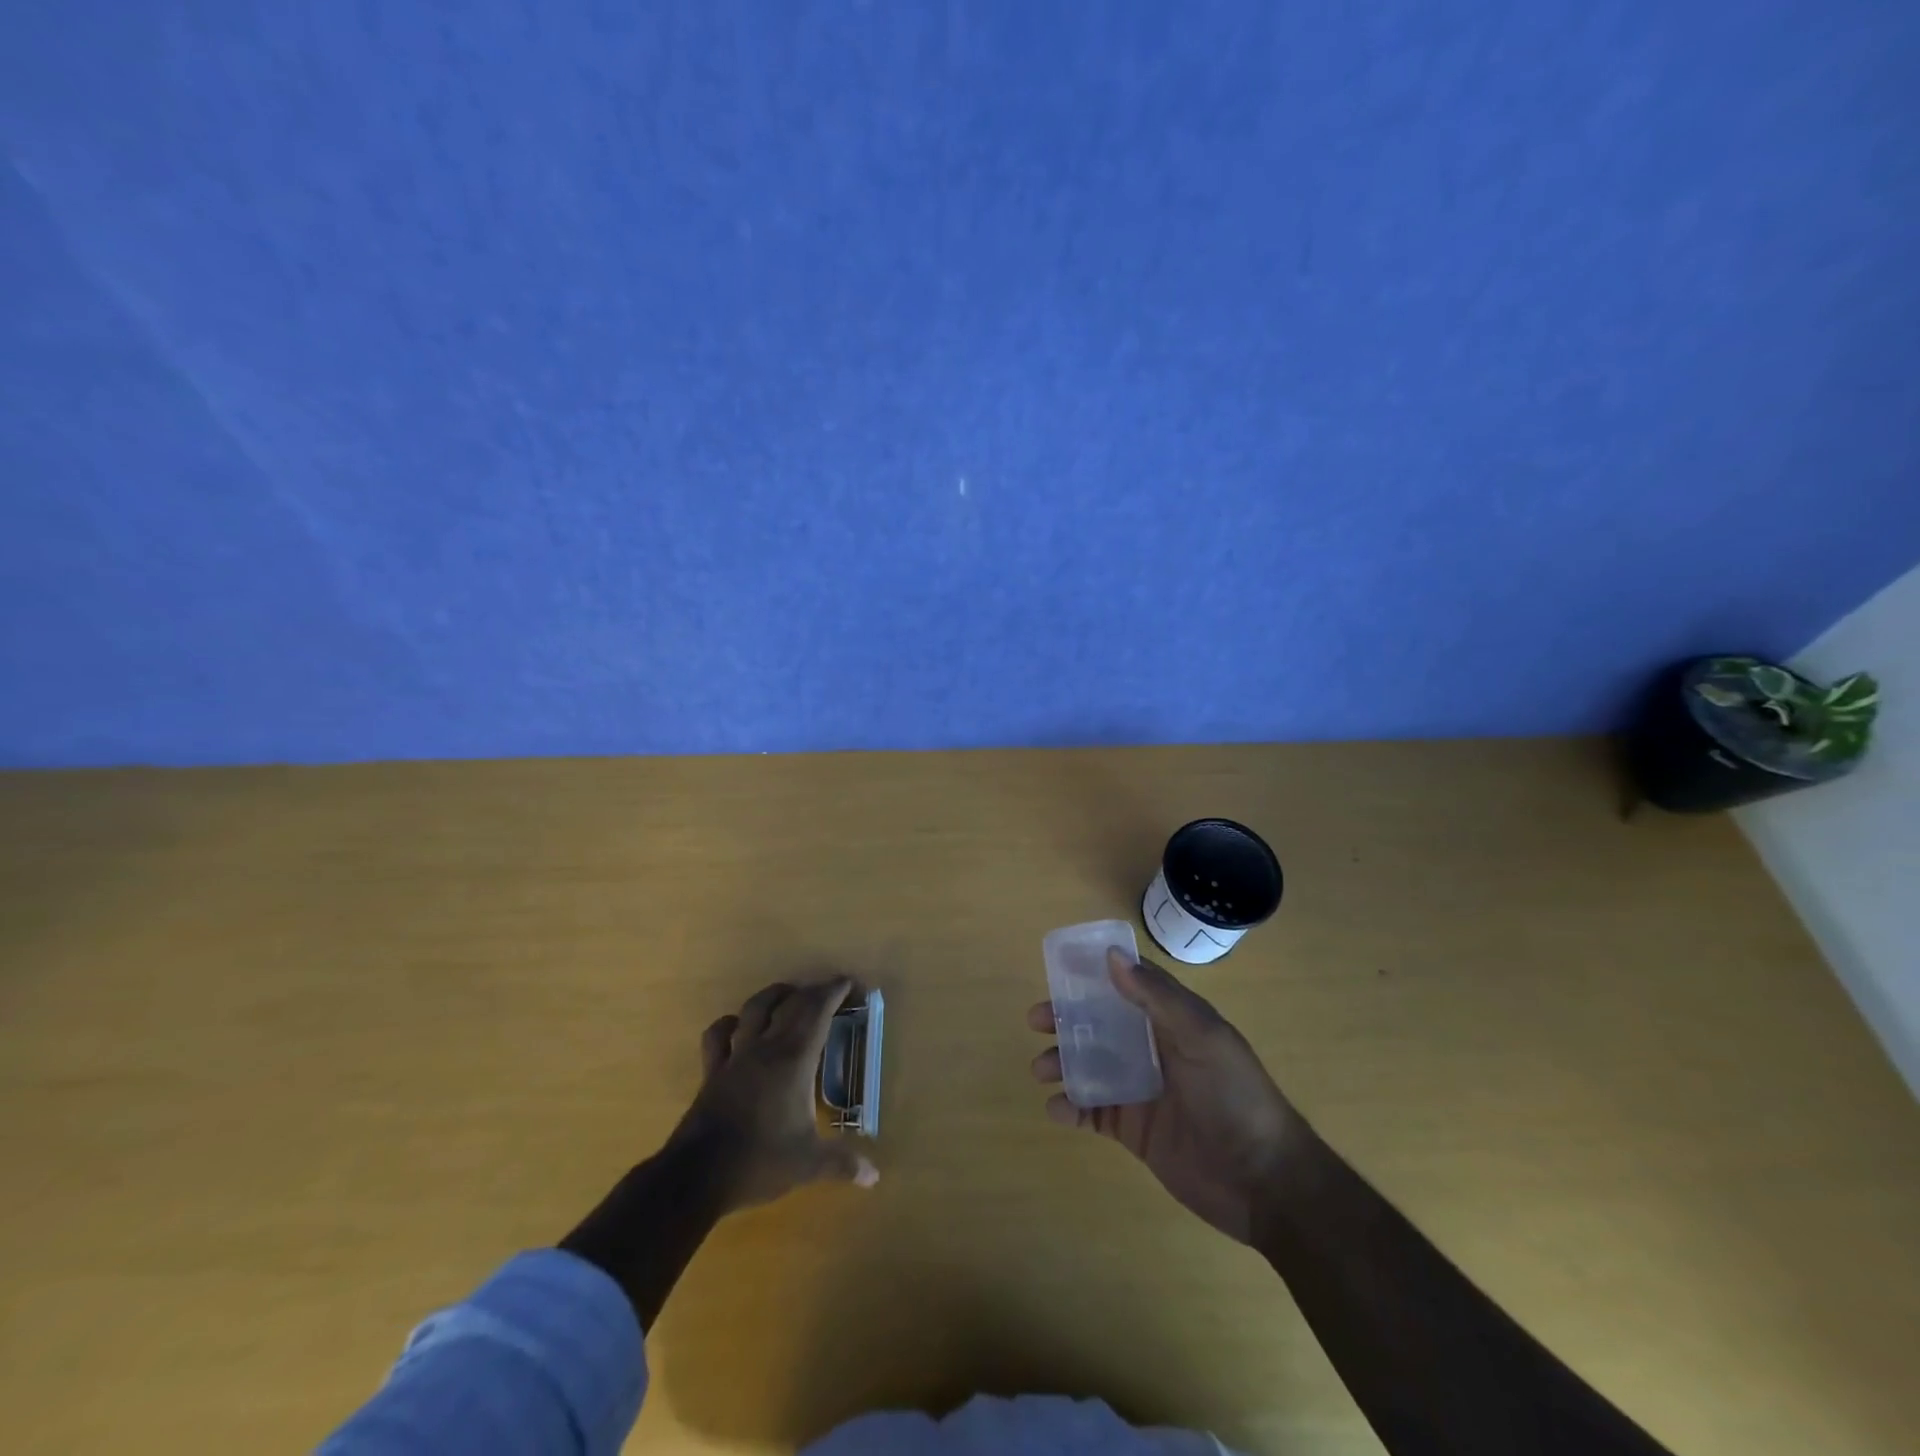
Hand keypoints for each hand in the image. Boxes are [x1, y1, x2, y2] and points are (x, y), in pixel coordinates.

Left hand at [672, 978, 878, 1213]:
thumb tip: (874, 1176)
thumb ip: (842, 1163)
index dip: (834, 992)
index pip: (817, 1012)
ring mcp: (736, 1056)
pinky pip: (718, 1036)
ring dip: (774, 996)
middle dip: (813, 991)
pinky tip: (737, 1025)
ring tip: (788, 994)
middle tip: (830, 991)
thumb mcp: (808, 1164)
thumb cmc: (759, 1161)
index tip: (849, 983)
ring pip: (754, 1009)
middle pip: (791, 1004)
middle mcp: (766, 1048)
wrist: (696, 1176)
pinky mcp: (712, 1071)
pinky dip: (730, 1023)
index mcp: (794, 1060)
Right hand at [1029, 948, 1309, 1243]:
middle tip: (1036, 1020)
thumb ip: (1157, 997)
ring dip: (1062, 1062)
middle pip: (1099, 1023)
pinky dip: (1071, 1107)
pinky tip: (1058, 1109)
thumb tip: (1111, 956)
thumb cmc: (1235, 1096)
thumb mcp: (1202, 1037)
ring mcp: (1141, 1089)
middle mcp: (1152, 1048)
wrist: (1264, 1182)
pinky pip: (1092, 1112)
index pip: (1129, 983)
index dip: (1095, 972)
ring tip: (1042, 1069)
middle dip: (1066, 1018)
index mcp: (1172, 1020)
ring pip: (1090, 1064)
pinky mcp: (1133, 1130)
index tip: (1059, 966)